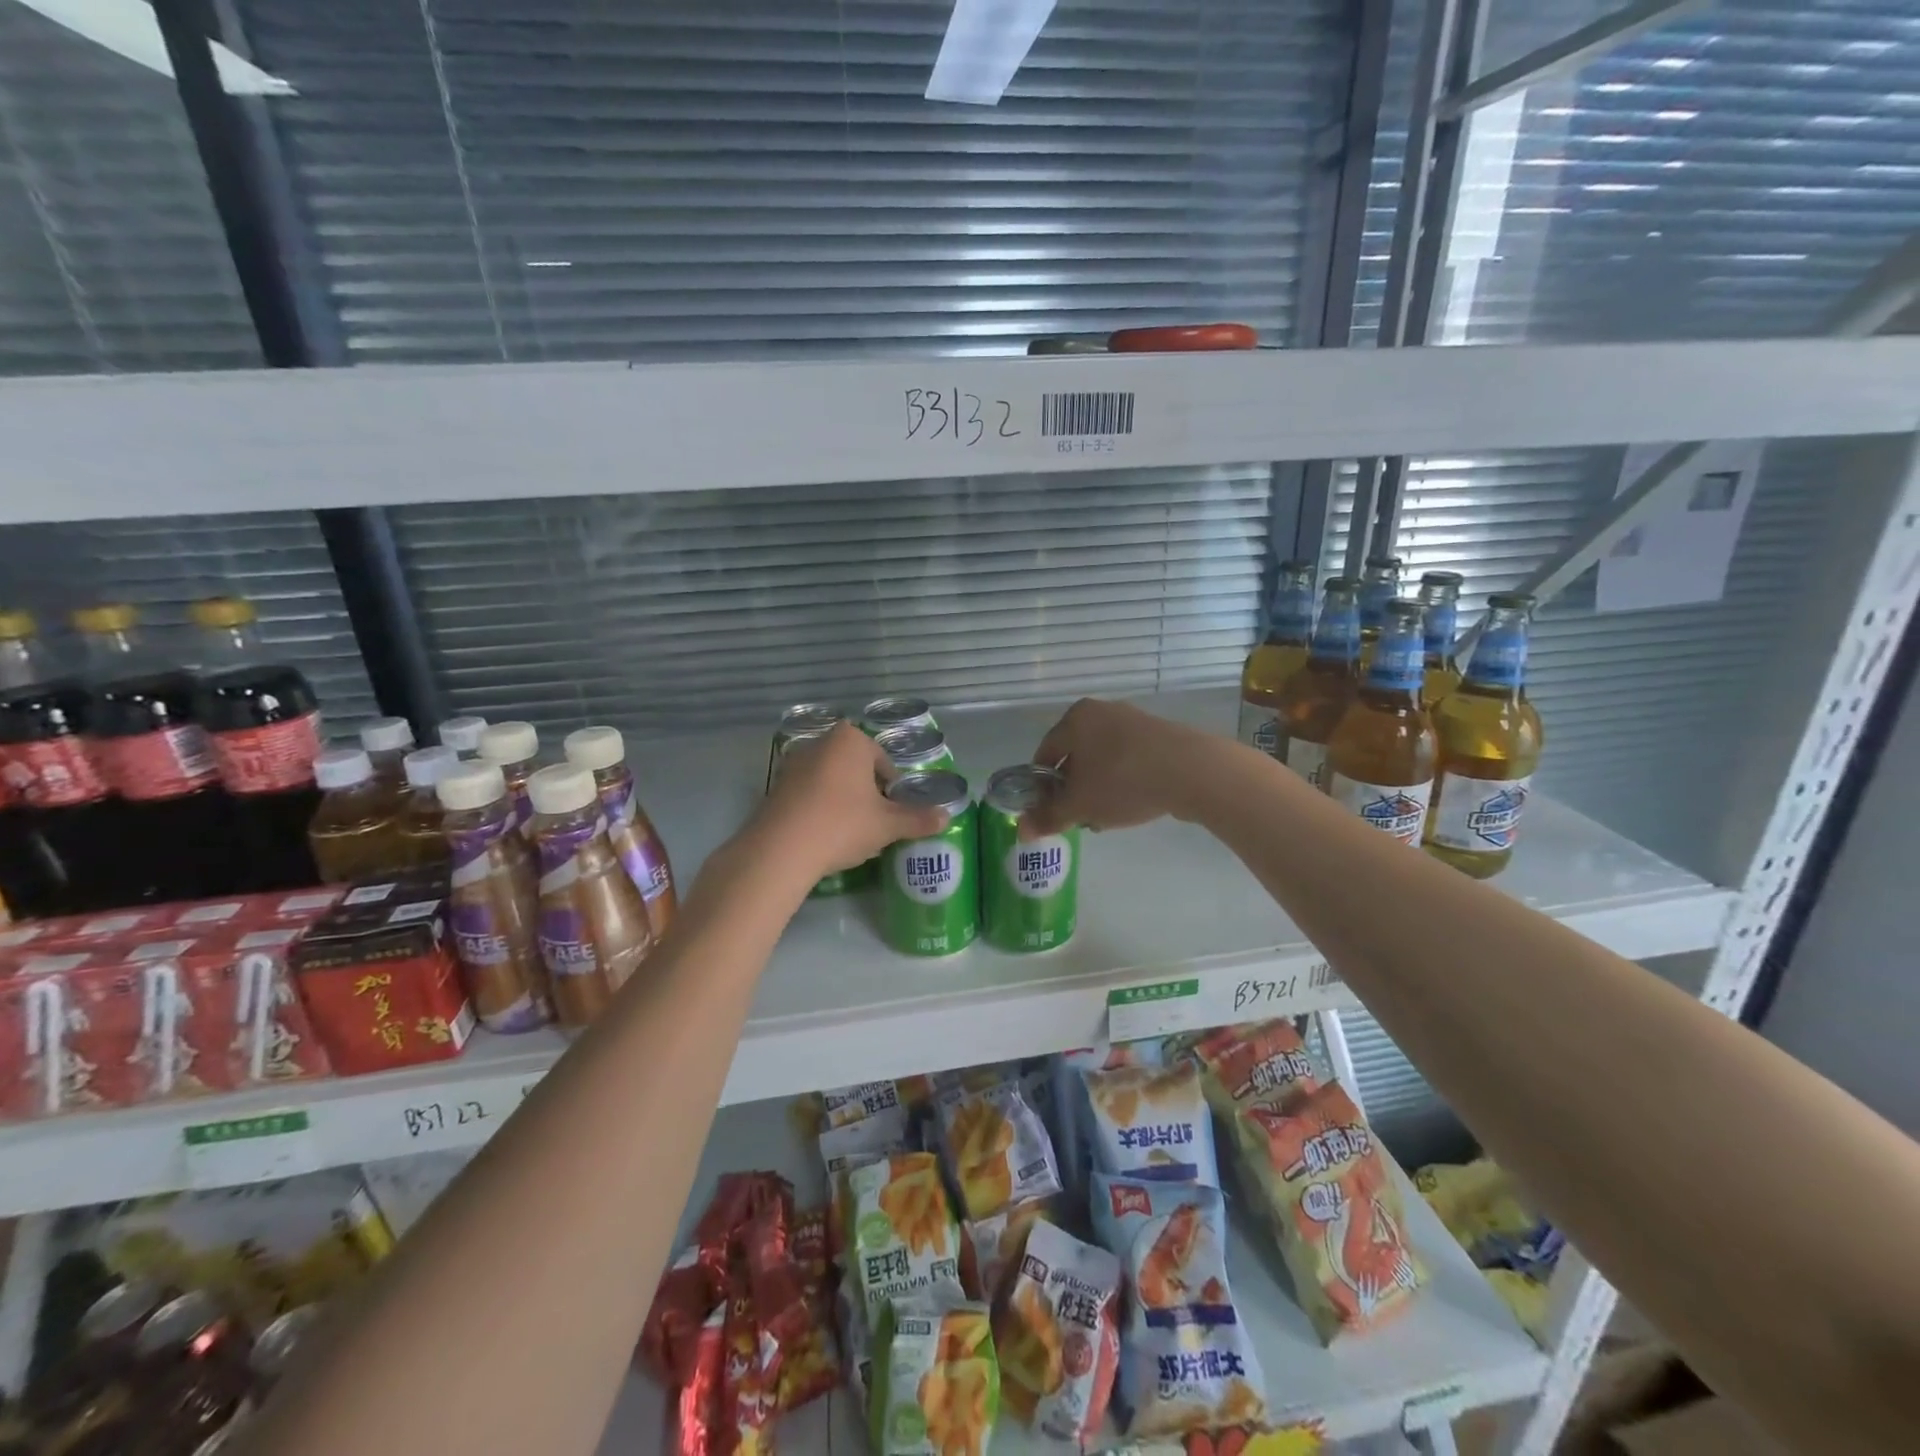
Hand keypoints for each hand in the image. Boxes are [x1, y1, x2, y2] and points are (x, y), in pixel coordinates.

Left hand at [756, 723, 947, 875]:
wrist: (780, 849)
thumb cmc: (842, 824)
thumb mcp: (887, 825)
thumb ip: (917, 819)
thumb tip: (947, 816)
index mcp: (850, 741)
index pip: (882, 760)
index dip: (892, 788)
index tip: (893, 812)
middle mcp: (820, 743)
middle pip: (855, 767)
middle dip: (866, 790)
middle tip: (874, 821)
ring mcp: (793, 764)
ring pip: (830, 780)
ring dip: (842, 799)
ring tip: (849, 830)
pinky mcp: (775, 787)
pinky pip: (808, 793)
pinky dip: (819, 808)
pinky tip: (823, 834)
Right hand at [1023, 698, 1199, 836]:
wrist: (1192, 771)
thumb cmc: (1122, 781)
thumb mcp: (1079, 805)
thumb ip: (1048, 817)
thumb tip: (1021, 830)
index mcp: (1074, 718)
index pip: (1044, 754)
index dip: (1041, 787)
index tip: (1048, 812)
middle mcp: (1102, 711)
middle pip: (1075, 756)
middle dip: (1072, 789)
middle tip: (1078, 817)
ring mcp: (1134, 720)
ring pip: (1103, 760)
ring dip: (1098, 788)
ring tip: (1106, 816)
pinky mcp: (1160, 735)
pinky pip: (1130, 760)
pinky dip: (1124, 781)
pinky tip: (1133, 804)